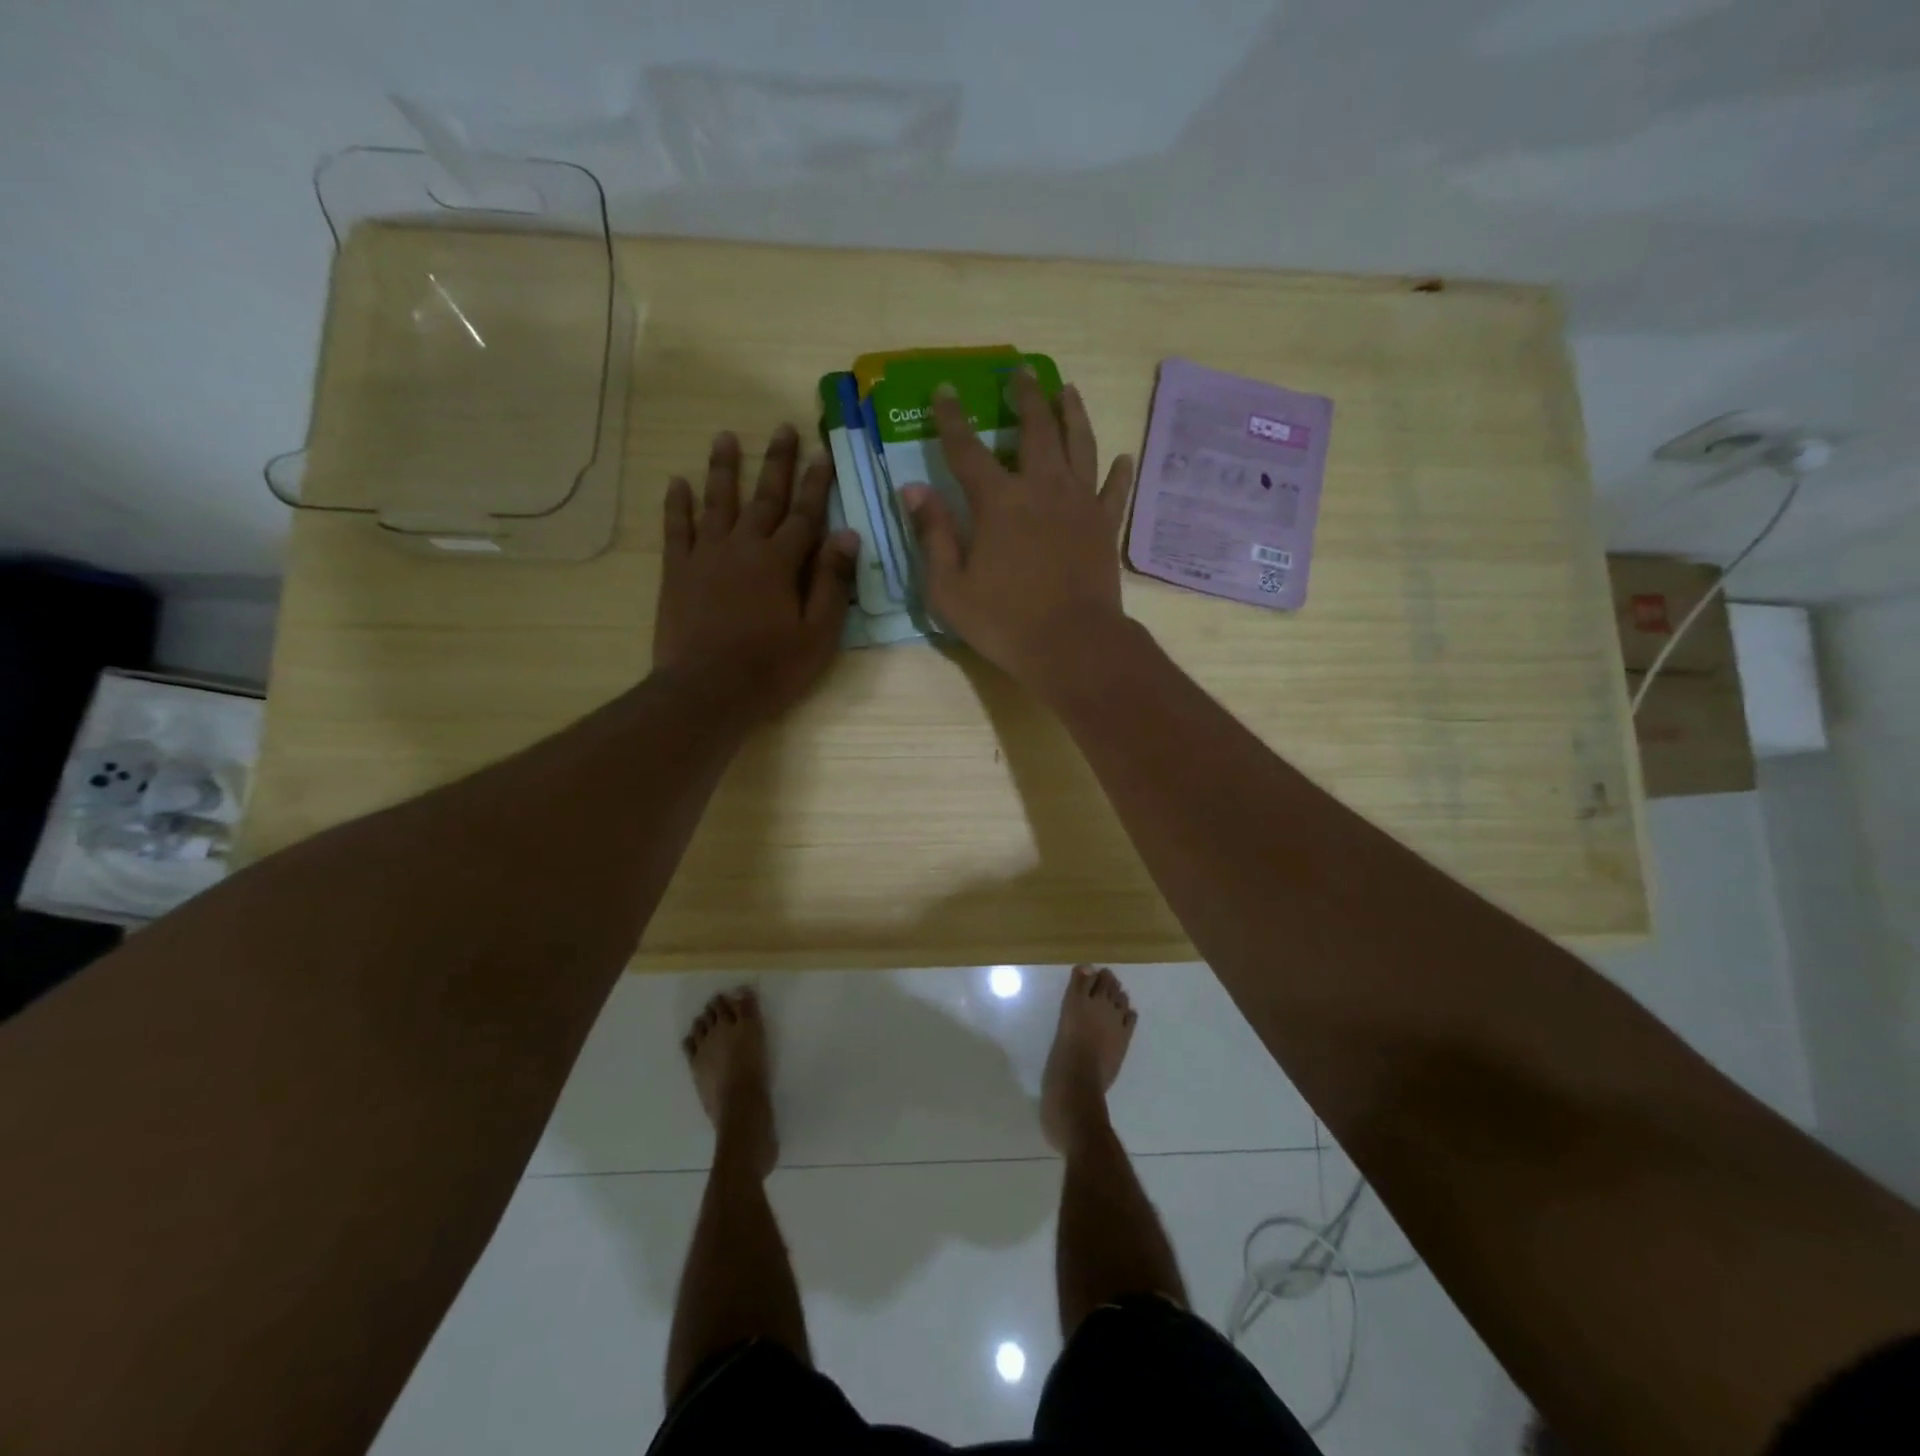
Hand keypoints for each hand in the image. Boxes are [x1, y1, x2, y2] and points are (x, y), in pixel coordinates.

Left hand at [652, 425, 857, 718]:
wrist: (707, 691)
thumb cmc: (771, 668)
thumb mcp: (818, 633)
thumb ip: (832, 582)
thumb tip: (849, 535)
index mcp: (781, 562)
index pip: (805, 514)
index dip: (817, 484)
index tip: (823, 453)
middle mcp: (743, 547)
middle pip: (764, 497)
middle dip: (777, 462)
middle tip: (783, 427)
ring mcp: (706, 556)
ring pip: (717, 502)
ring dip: (723, 468)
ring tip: (725, 436)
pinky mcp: (677, 572)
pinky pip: (676, 529)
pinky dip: (677, 504)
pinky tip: (677, 482)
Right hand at [899, 373, 1134, 689]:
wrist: (1072, 646)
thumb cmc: (1004, 622)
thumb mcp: (949, 588)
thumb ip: (932, 535)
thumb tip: (913, 489)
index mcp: (998, 502)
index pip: (967, 449)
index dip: (953, 418)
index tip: (946, 390)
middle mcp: (1042, 489)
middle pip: (1035, 430)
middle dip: (1025, 397)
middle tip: (1020, 372)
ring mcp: (1080, 504)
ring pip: (1080, 445)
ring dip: (1072, 414)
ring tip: (1066, 390)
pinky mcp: (1106, 526)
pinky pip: (1114, 491)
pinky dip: (1118, 472)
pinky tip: (1122, 456)